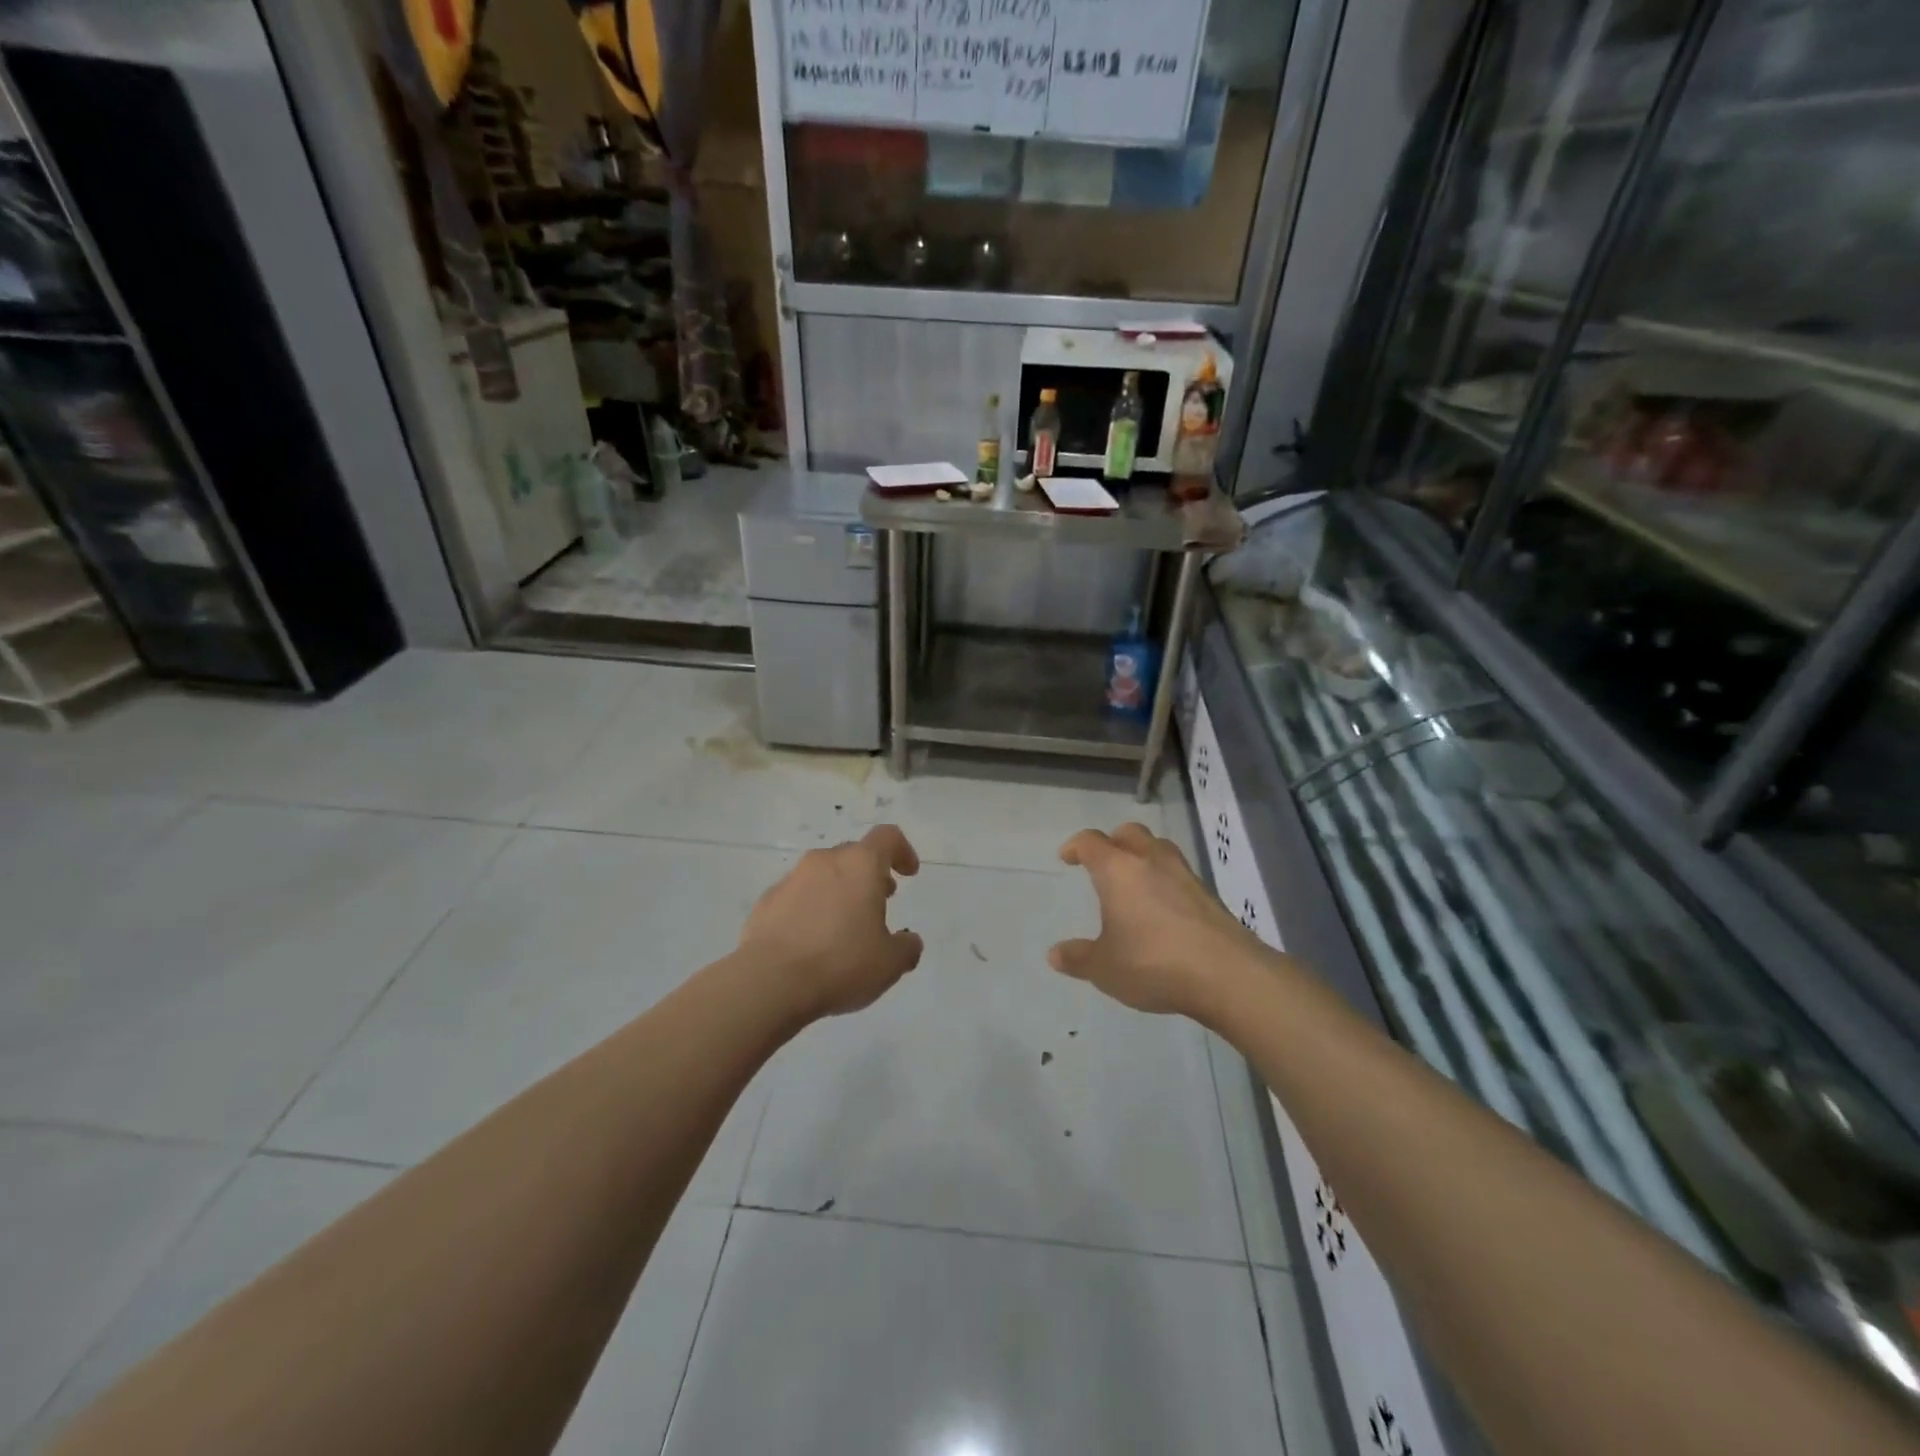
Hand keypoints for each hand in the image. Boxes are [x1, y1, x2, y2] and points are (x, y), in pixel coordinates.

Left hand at [739, 825, 924, 1022]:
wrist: (769, 982)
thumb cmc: (840, 963)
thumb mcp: (889, 964)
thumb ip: (906, 947)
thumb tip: (908, 941)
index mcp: (860, 865)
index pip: (888, 837)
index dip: (902, 851)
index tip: (908, 873)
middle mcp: (824, 861)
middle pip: (853, 854)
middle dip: (869, 874)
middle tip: (879, 902)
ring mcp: (791, 879)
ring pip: (822, 874)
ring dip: (838, 891)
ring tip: (844, 927)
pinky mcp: (765, 902)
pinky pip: (796, 896)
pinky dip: (810, 909)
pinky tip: (811, 942)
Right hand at [1049, 822, 1267, 1019]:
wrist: (1227, 974)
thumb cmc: (1153, 963)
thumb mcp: (1105, 968)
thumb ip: (1078, 958)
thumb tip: (1055, 954)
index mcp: (1118, 870)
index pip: (1091, 842)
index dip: (1076, 846)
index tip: (1067, 857)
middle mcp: (1151, 861)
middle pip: (1130, 833)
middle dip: (1113, 841)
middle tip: (1103, 861)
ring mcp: (1185, 875)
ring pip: (1159, 848)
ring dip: (1143, 856)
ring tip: (1134, 881)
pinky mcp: (1208, 894)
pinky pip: (1179, 874)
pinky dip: (1165, 880)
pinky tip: (1162, 908)